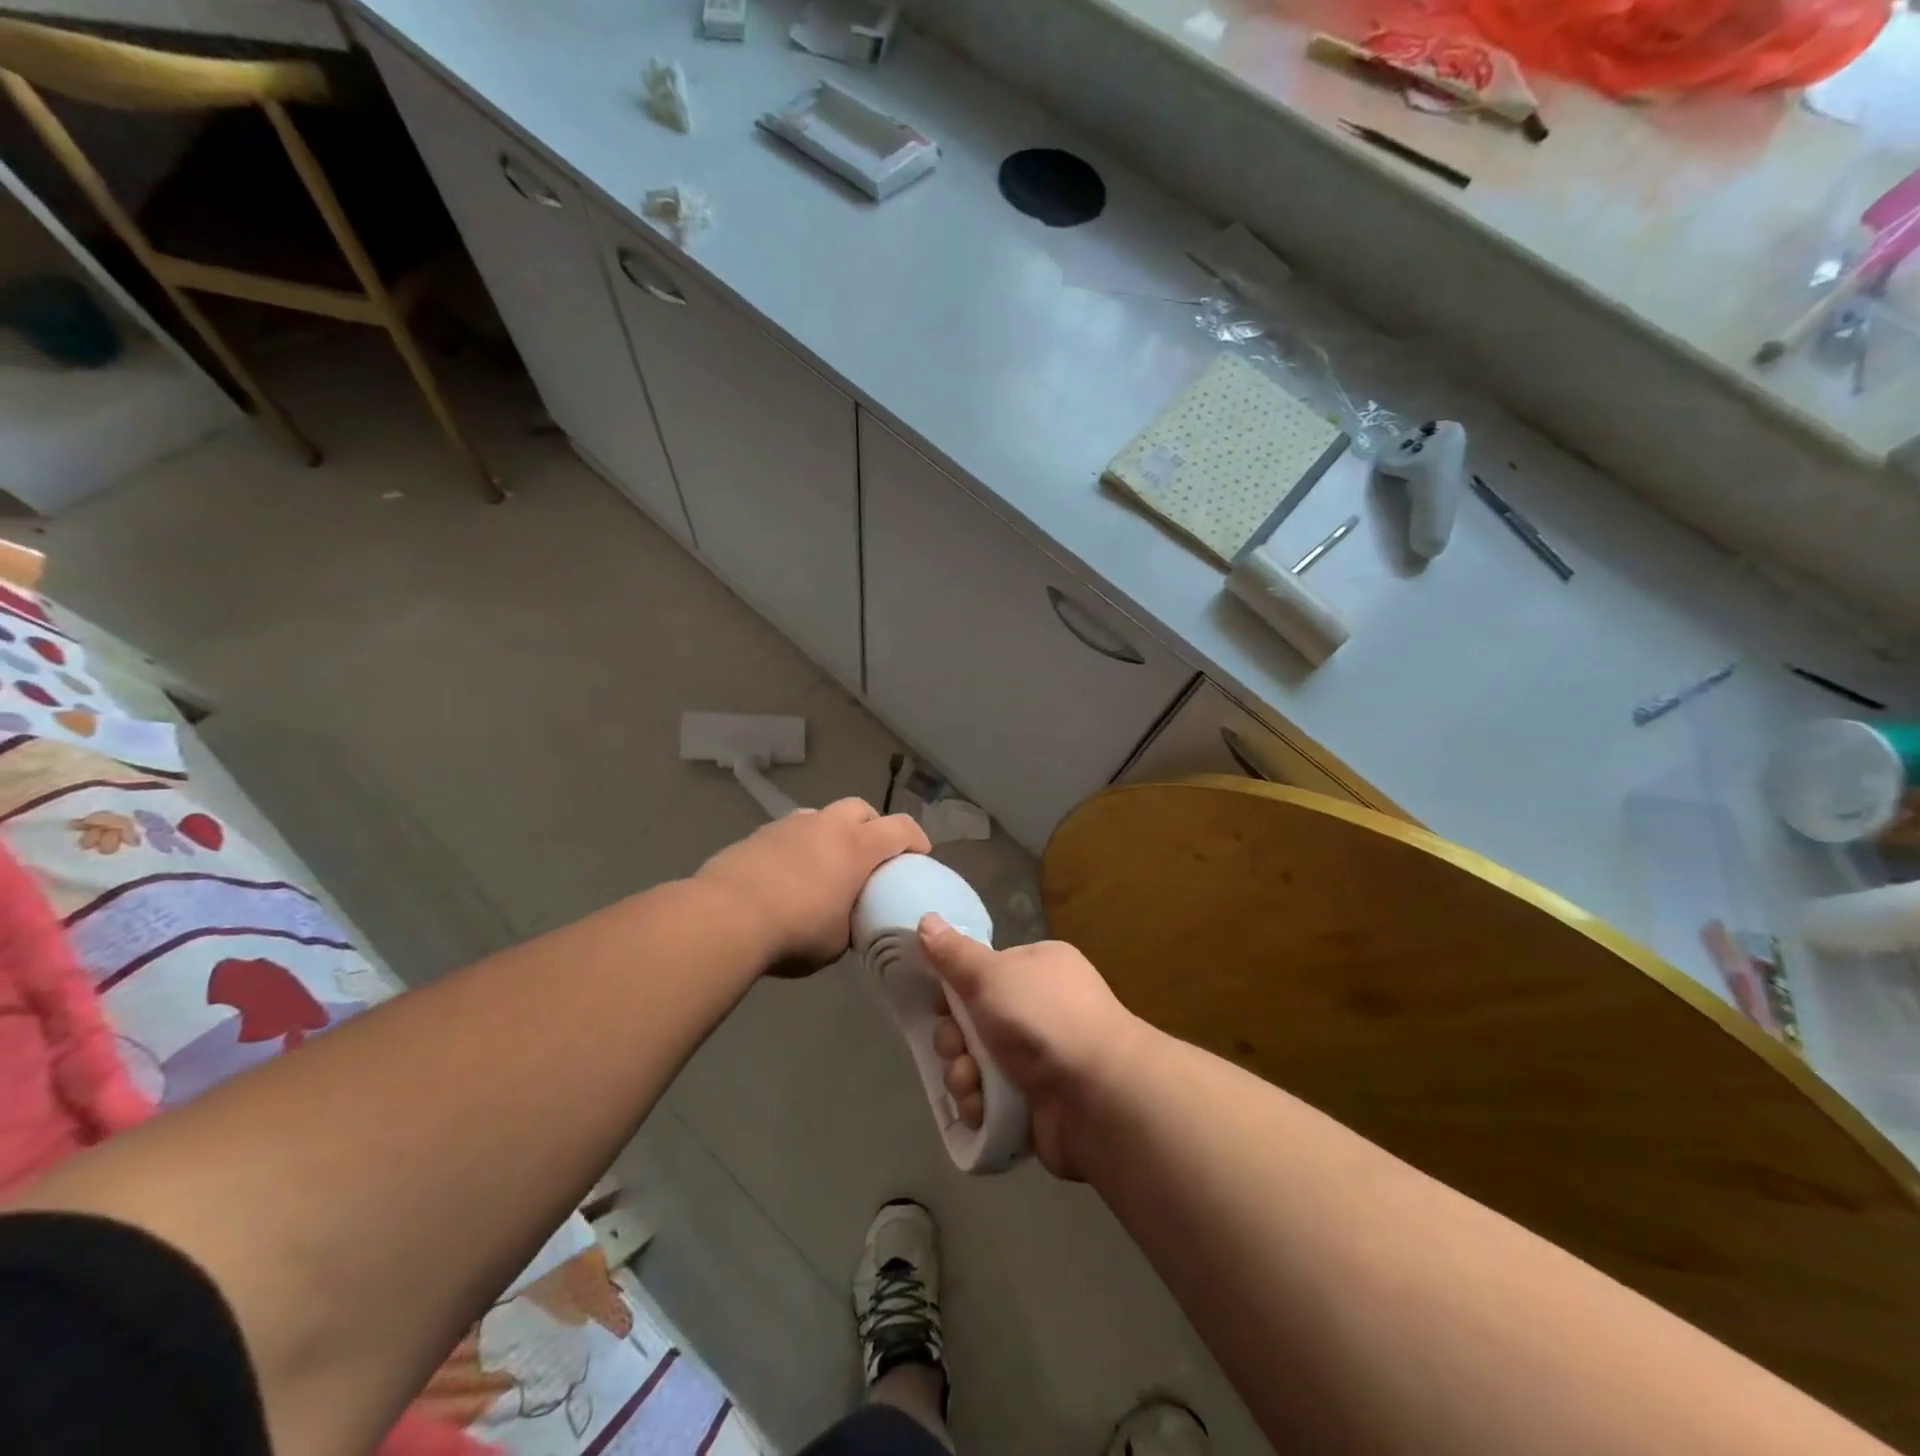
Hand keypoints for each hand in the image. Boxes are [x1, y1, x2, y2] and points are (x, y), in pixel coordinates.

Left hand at [695, 798, 929, 974]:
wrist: (725, 917)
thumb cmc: (795, 931)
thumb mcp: (837, 941)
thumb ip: (851, 923)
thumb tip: (849, 922)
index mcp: (857, 847)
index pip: (900, 827)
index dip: (916, 838)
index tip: (920, 855)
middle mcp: (827, 825)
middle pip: (860, 809)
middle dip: (872, 826)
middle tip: (870, 855)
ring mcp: (789, 825)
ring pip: (821, 816)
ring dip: (831, 832)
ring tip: (825, 864)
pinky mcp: (758, 834)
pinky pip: (789, 832)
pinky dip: (798, 846)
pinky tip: (787, 875)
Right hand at [919, 915, 1142, 1179]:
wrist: (1097, 1095)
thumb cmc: (1043, 1018)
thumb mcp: (990, 975)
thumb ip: (954, 953)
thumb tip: (926, 920)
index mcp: (1038, 968)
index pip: (983, 973)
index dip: (955, 990)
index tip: (940, 1005)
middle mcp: (1040, 1009)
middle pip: (973, 1021)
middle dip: (954, 1040)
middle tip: (957, 1049)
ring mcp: (1040, 1058)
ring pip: (976, 1063)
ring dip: (963, 1075)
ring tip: (971, 1084)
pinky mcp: (1035, 1102)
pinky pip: (990, 1099)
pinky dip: (980, 1104)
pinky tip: (981, 1108)